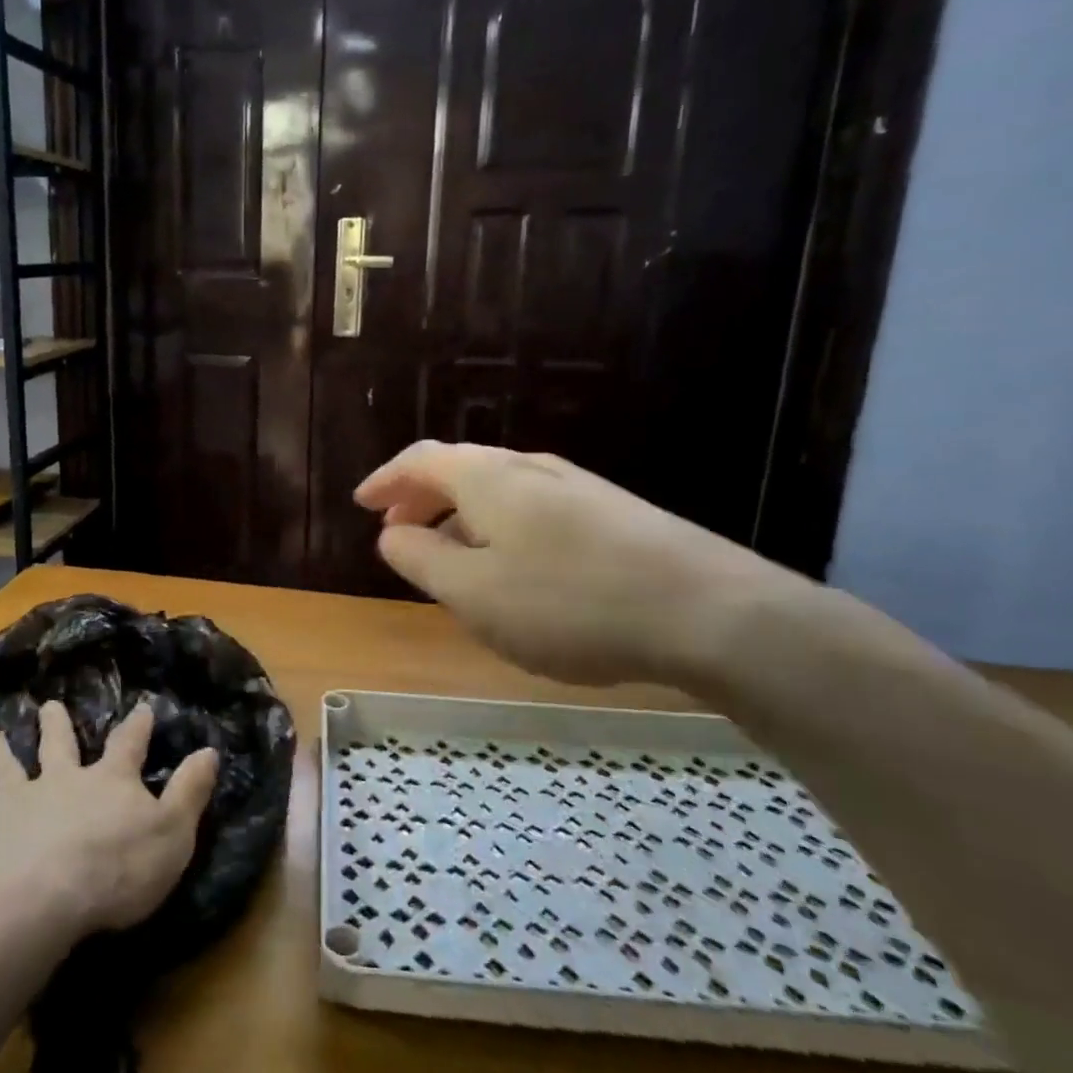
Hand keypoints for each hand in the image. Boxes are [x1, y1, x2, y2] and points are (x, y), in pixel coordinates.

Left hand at [0, 700, 219, 934]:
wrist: (41, 898)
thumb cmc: (117, 869)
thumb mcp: (172, 833)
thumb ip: (190, 791)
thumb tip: (210, 750)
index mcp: (108, 780)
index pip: (128, 744)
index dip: (137, 726)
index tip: (142, 706)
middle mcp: (61, 780)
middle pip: (58, 745)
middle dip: (56, 725)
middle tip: (49, 705)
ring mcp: (17, 803)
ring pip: (7, 768)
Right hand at [355, 441, 801, 687]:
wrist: (710, 612)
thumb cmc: (569, 603)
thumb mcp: (473, 593)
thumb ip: (420, 559)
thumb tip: (391, 533)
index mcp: (488, 478)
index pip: (421, 460)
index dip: (385, 480)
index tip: (362, 504)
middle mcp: (531, 468)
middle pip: (460, 470)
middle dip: (420, 498)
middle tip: (398, 532)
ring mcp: (578, 488)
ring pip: (499, 491)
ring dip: (461, 517)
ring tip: (450, 557)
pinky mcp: (613, 515)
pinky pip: (533, 511)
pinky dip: (500, 530)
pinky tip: (514, 569)